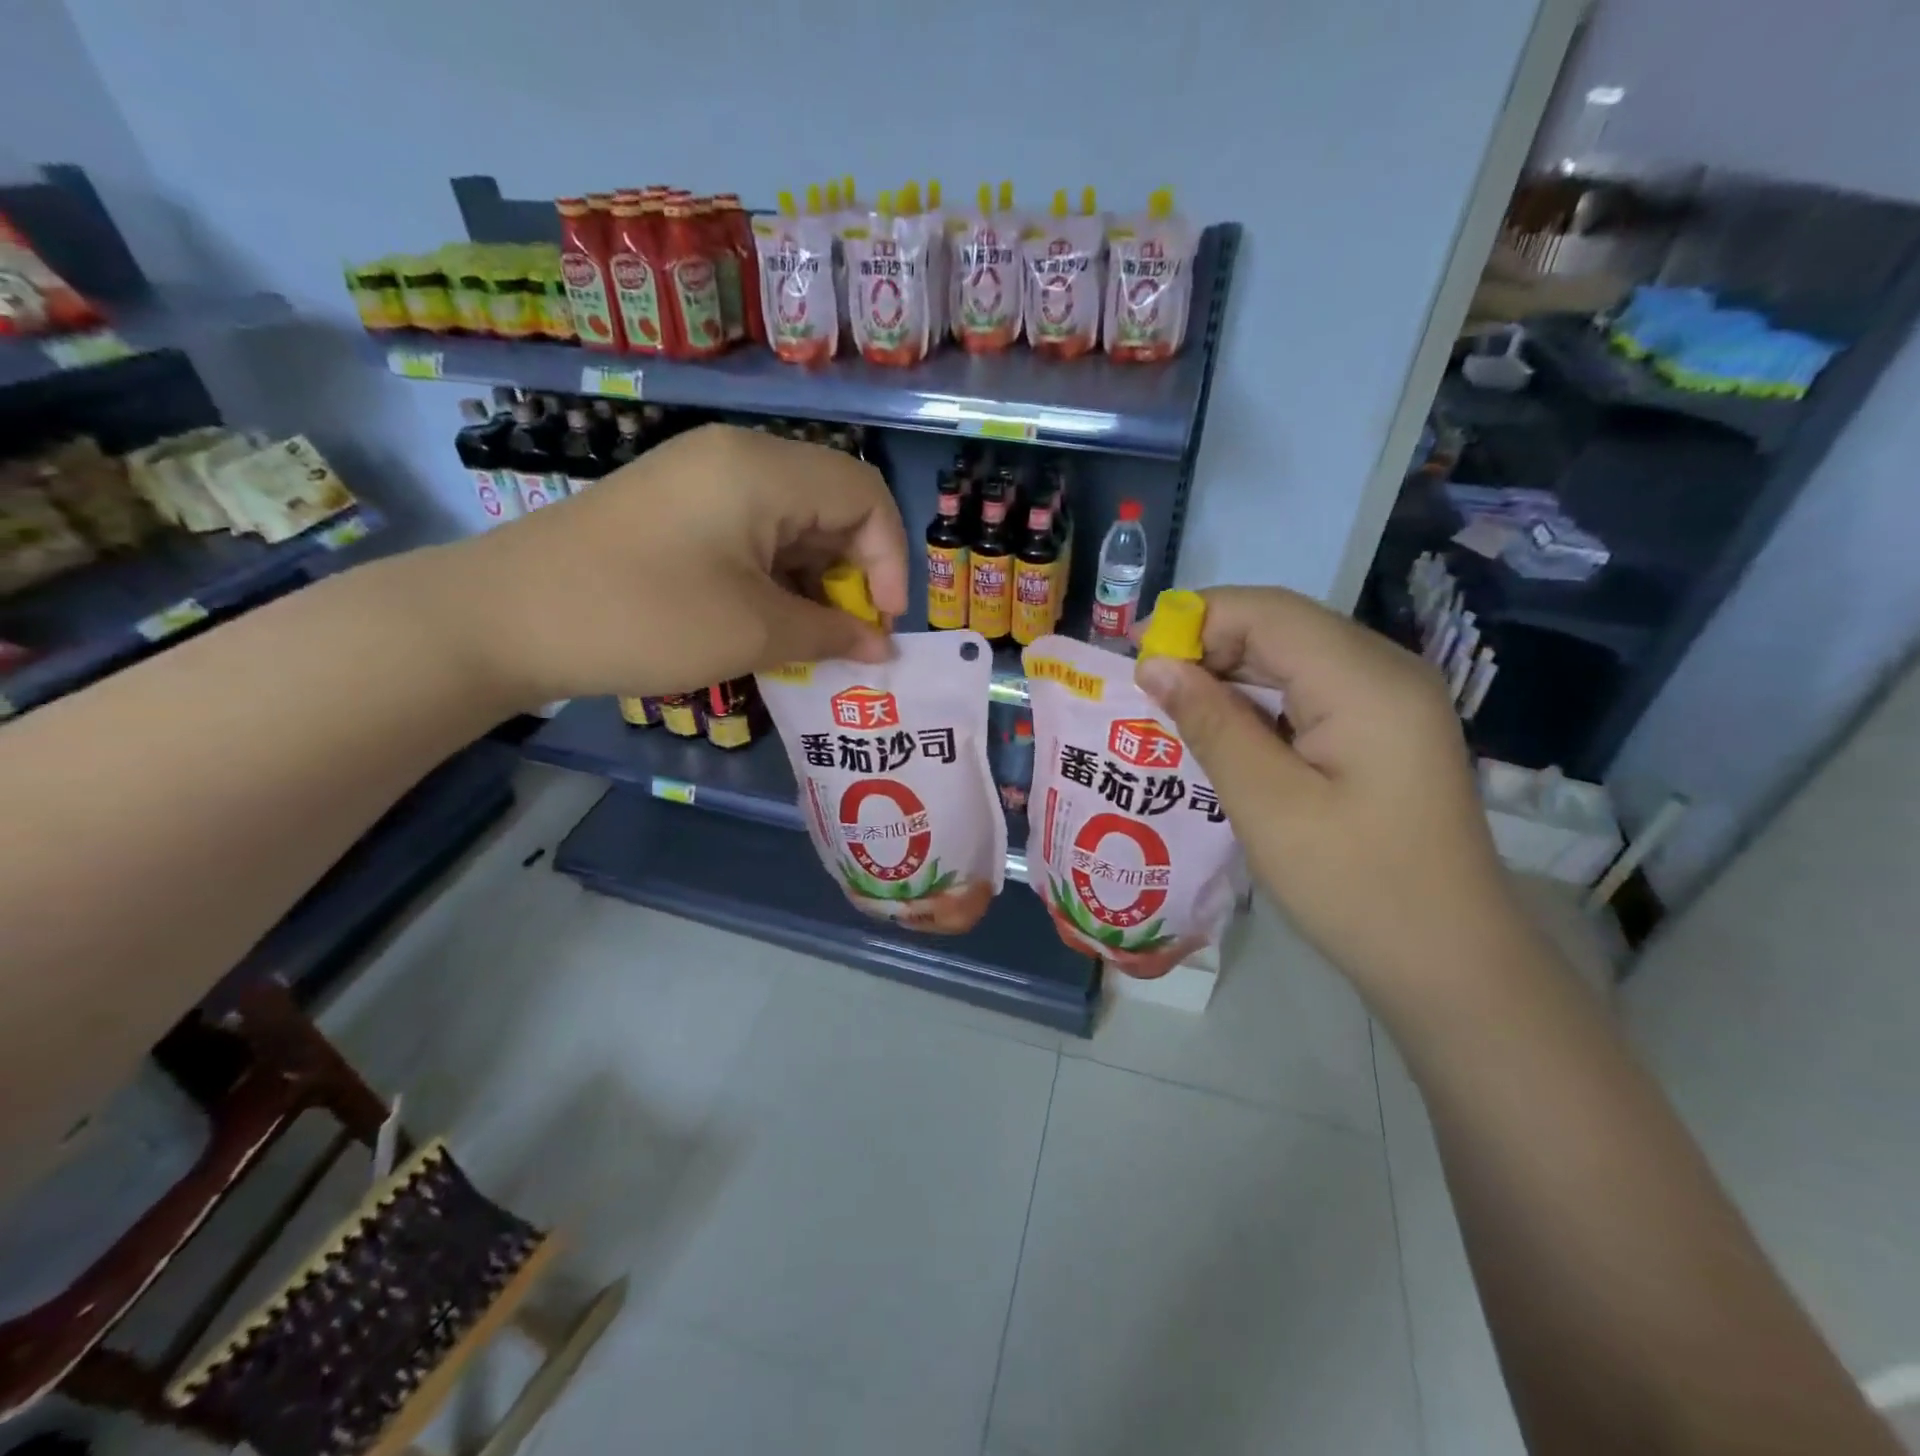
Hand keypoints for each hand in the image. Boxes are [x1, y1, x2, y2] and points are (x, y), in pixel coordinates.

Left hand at [421, 424, 908, 707]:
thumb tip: (882, 647)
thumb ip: (832, 634)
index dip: (891, 561)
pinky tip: (768, 624)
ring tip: (808, 640)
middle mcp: (737, 459)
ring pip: (792, 525)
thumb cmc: (645, 618)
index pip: (866, 494)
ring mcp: (701, 482)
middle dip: (853, 575)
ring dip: (814, 583)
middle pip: (832, 505)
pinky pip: (752, 536)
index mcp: (763, 469)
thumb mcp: (754, 632)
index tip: (880, 624)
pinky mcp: (676, 511)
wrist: (504, 618)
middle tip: (846, 637)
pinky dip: (775, 579)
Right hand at [1132, 587, 1530, 1006]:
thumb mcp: (1267, 804)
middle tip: (1148, 692)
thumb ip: (1210, 723)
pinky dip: (1260, 698)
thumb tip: (1153, 665)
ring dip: (1230, 673)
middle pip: (1282, 626)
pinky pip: (1312, 688)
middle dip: (1208, 645)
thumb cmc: (1354, 885)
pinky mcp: (1387, 726)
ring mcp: (1392, 698)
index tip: (1133, 658)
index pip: (1266, 612)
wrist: (1451, 959)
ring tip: (1175, 711)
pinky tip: (1227, 732)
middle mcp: (1386, 670)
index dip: (1193, 620)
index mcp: (1365, 681)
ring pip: (1294, 655)